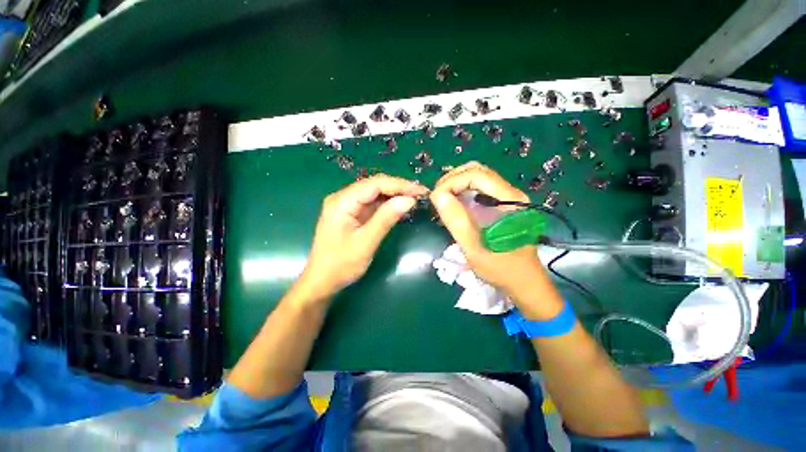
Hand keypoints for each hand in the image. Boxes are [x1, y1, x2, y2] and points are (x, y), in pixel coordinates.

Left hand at [301, 175, 427, 300]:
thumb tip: (409, 200)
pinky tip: (400, 206)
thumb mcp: (366, 242)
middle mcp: (343, 198)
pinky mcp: (352, 213)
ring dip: (394, 195)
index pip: (374, 184)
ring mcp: (347, 205)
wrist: (322, 281)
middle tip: (420, 194)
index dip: (399, 185)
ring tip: (415, 198)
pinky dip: (387, 204)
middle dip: (398, 188)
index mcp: (342, 202)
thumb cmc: (341, 265)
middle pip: (374, 185)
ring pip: (375, 193)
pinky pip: (372, 203)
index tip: (420, 191)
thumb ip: (386, 219)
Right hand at [430, 162, 547, 296]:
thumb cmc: (502, 269)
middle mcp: (511, 193)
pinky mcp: (502, 205)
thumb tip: (437, 195)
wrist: (525, 282)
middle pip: (477, 171)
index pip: (476, 175)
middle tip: (437, 197)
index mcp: (509, 200)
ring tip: (442, 199)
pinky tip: (454, 203)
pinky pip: (479, 189)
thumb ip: (456, 221)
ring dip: (456, 184)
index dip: (451, 182)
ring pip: (478, 177)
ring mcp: (507, 198)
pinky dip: (462, 191)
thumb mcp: (474, 248)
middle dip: (452, 179)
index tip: (435, 198)